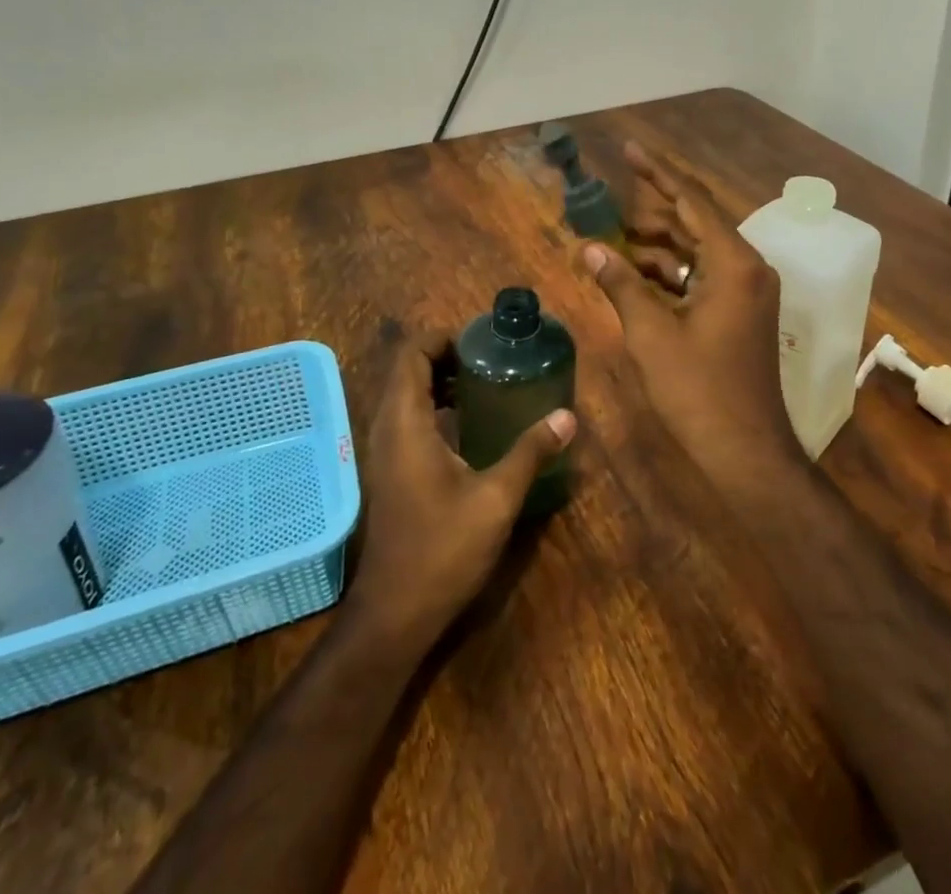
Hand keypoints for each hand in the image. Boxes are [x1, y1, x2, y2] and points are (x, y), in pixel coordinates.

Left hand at [346, 332, 574, 652]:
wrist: (394, 613)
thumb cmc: (442, 549)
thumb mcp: (496, 498)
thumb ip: (530, 452)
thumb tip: (567, 416)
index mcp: (406, 422)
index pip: (412, 353)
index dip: (443, 337)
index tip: (482, 341)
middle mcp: (386, 427)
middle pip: (408, 370)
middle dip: (447, 356)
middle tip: (492, 360)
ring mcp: (383, 451)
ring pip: (406, 395)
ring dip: (440, 382)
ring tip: (485, 386)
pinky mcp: (389, 471)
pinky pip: (407, 419)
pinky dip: (433, 407)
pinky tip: (469, 426)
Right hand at [582, 142, 800, 483]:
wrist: (745, 451)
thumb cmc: (698, 390)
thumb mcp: (651, 334)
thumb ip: (621, 284)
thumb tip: (591, 247)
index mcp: (734, 263)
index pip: (691, 201)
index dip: (656, 173)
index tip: (628, 149)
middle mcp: (746, 268)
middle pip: (694, 222)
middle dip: (651, 211)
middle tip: (609, 197)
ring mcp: (746, 292)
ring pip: (696, 252)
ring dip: (656, 245)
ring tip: (611, 239)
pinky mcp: (739, 313)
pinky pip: (701, 277)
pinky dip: (669, 274)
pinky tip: (633, 276)